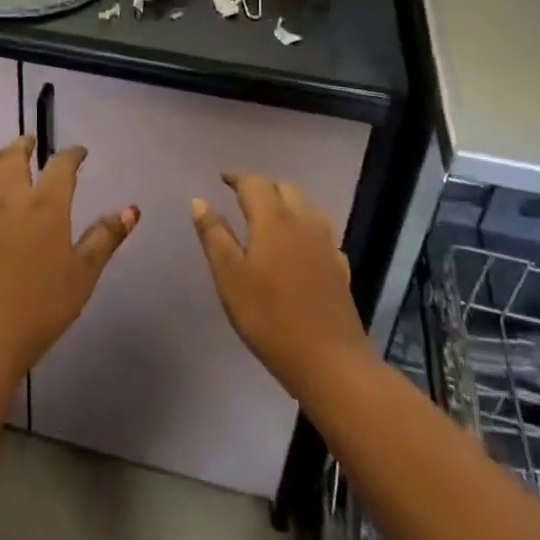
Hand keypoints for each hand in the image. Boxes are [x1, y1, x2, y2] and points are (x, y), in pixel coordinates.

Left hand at [0, 137, 137, 380]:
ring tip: (2, 154)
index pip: (60, 166)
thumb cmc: (41, 306)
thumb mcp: (83, 274)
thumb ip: (105, 238)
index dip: (71, 155)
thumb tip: (131, 209)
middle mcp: (12, 199)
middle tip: (32, 142)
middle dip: (25, 145)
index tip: (79, 153)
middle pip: (14, 157)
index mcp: (46, 206)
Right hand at [192, 172, 372, 396]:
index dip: (237, 178)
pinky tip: (298, 246)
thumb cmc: (269, 318)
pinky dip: (304, 226)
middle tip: (243, 197)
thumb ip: (214, 235)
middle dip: (263, 186)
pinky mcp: (340, 266)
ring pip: (306, 206)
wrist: (330, 361)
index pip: (254, 183)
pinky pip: (320, 231)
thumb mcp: (230, 277)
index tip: (222, 178)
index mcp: (273, 219)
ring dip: (286, 202)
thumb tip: (199, 201)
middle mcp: (303, 221)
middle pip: (284, 188)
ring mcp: (326, 243)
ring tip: (269, 215)